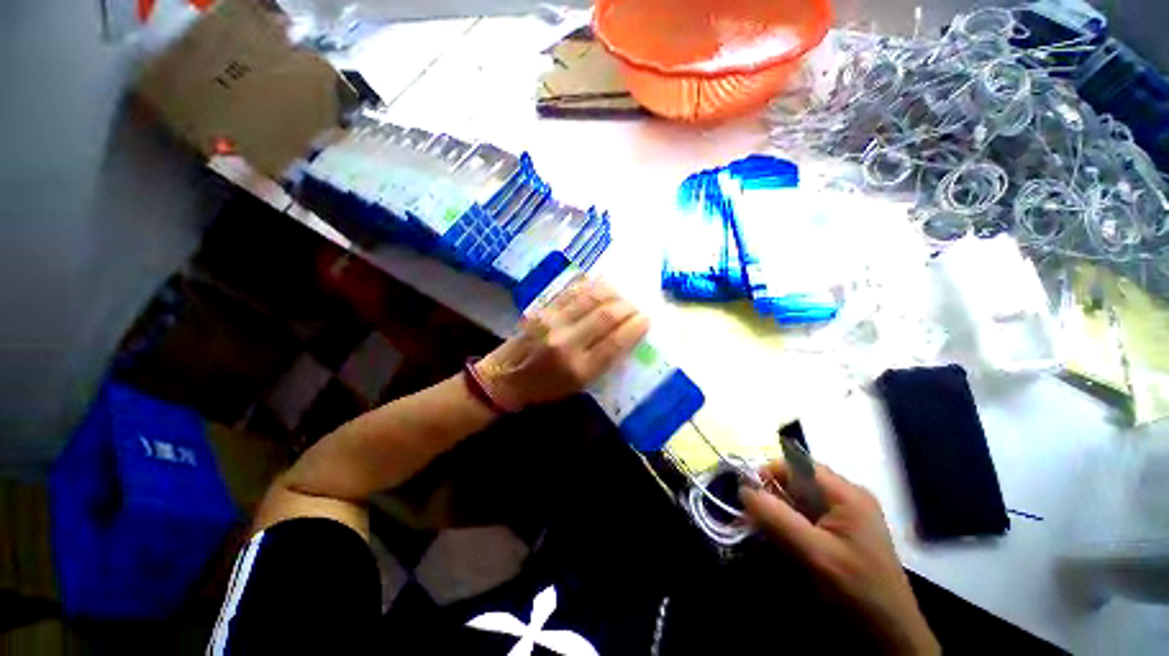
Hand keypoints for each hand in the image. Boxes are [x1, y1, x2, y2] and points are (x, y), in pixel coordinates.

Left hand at [475, 278, 649, 409]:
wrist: (505, 377)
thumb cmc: (546, 387)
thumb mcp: (579, 385)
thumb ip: (603, 361)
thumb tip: (625, 334)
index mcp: (579, 369)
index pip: (616, 342)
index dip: (636, 327)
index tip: (647, 319)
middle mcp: (567, 342)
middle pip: (607, 315)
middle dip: (628, 307)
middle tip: (637, 306)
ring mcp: (553, 322)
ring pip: (591, 298)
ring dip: (613, 293)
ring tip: (623, 294)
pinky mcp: (543, 310)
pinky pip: (572, 291)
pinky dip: (591, 286)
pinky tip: (602, 285)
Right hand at [741, 463, 939, 655]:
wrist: (889, 636)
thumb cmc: (856, 591)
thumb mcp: (814, 553)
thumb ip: (777, 518)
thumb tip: (742, 489)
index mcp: (846, 494)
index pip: (797, 465)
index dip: (768, 473)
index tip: (747, 494)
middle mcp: (846, 496)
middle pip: (797, 481)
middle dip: (771, 494)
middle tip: (751, 515)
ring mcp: (846, 514)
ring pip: (799, 499)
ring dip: (778, 510)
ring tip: (762, 528)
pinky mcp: (842, 532)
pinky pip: (807, 515)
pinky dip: (789, 523)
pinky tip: (781, 539)